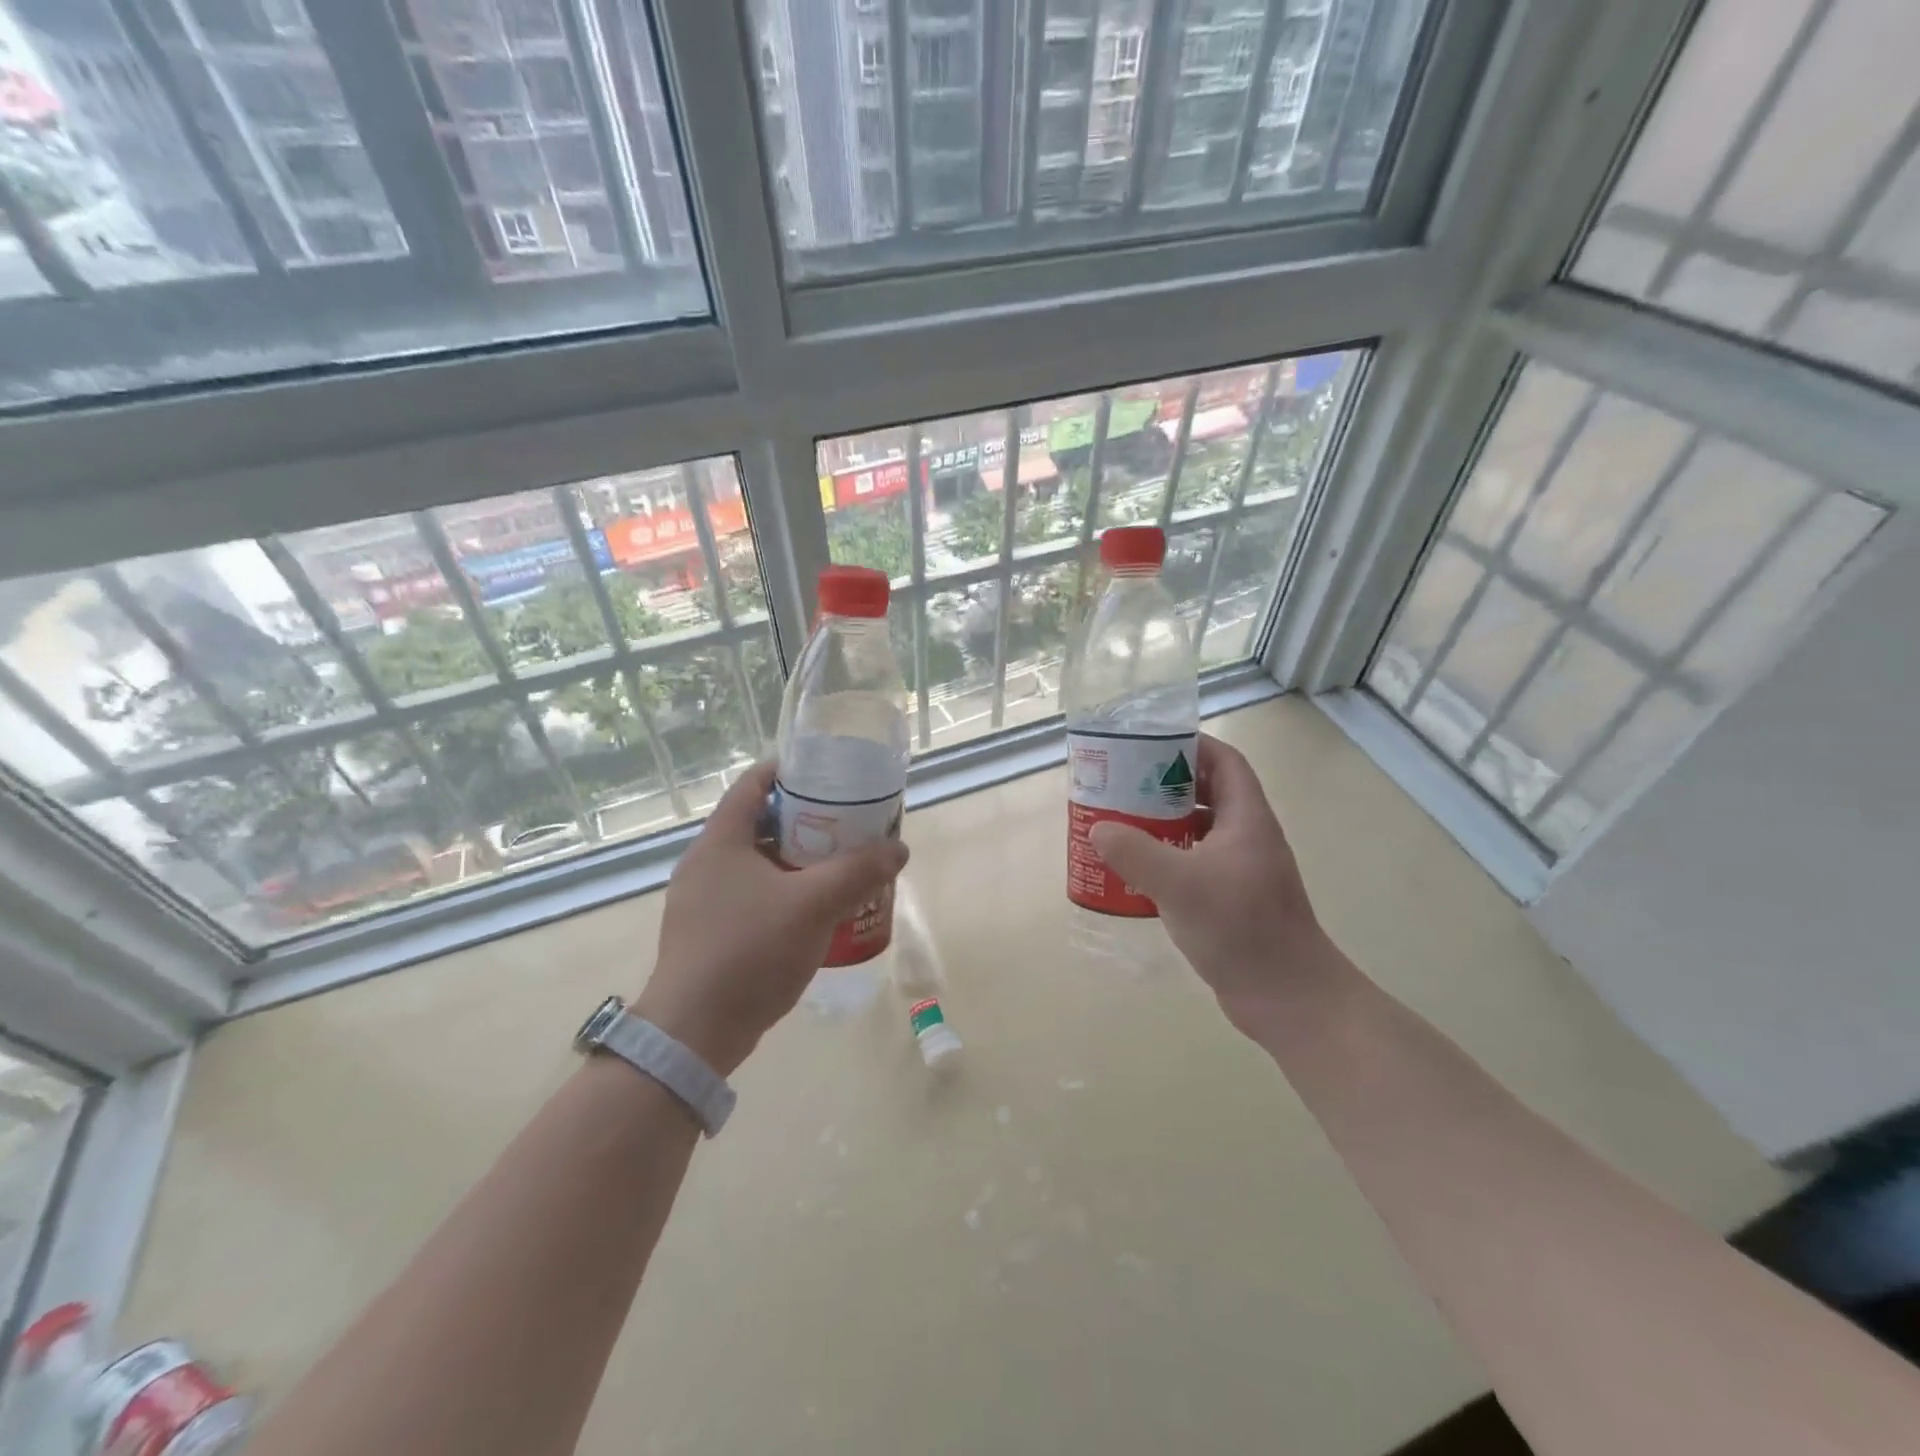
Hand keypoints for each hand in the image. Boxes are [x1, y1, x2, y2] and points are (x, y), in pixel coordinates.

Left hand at [635, 761, 908, 1075]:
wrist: (695, 1032)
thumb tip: (898, 849)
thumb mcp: (814, 904)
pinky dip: (783, 892)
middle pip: (759, 823)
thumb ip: (859, 871)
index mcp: (720, 841)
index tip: (828, 774)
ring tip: (838, 865)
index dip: (790, 771)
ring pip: (757, 863)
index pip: (753, 783)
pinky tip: (814, 911)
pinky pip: (752, 896)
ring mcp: (703, 901)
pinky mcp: (708, 933)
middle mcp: (706, 863)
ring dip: (797, 860)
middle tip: (847, 824)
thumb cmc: (751, 951)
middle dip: (805, 820)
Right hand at [1089, 734, 1333, 1032]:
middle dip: (1165, 784)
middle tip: (1123, 784)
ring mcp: (1240, 871)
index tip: (1150, 742)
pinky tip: (1136, 872)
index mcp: (1247, 820)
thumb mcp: (1181, 885)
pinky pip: (1193, 864)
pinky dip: (1166, 859)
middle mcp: (1247, 838)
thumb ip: (1136, 852)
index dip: (1192, 744)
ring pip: (1198, 831)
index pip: (1225, 762)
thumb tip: (1099, 830)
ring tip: (1121, 822)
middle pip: (1207, 793)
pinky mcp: (1230, 900)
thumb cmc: (1241, 929)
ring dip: (1163, 823)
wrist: (1288, 998)